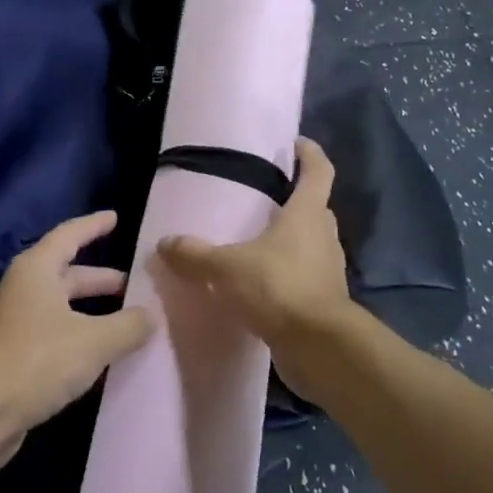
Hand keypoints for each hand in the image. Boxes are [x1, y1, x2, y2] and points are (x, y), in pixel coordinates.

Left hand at [0, 210, 151, 472]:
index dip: (94, 225)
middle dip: (101, 277)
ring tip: (129, 318)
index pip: (70, 235)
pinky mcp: (18, 353)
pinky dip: (82, 334)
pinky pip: (58, 332)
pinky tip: (105, 351)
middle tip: (135, 283)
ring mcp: (19, 322)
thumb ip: (128, 325)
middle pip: (68, 273)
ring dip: (94, 309)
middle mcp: (25, 288)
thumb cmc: (39, 360)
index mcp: (38, 269)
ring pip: (64, 306)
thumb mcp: (94, 340)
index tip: (116, 217)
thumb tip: (152, 316)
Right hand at [156, 137, 365, 404]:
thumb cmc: (279, 289)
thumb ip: (195, 255)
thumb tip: (165, 242)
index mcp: (306, 214)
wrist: (320, 349)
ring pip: (311, 244)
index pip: (318, 172)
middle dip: (295, 201)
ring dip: (290, 241)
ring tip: (256, 243)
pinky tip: (260, 285)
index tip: (297, 144)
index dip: (310, 154)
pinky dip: (286, 275)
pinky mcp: (324, 301)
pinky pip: (304, 277)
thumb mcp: (227, 268)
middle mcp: (323, 237)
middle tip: (265, 199)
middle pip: (315, 208)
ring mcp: (327, 270)